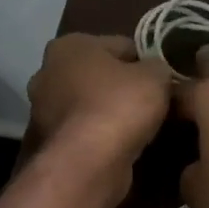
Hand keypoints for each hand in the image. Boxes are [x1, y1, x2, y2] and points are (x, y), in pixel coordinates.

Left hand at [25, 34, 171, 192]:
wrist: (90, 162)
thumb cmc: (120, 105)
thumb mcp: (156, 75)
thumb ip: (157, 66)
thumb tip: (155, 71)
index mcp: (69, 45)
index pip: (120, 45)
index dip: (146, 61)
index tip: (164, 79)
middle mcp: (48, 73)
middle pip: (100, 75)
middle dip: (123, 86)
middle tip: (154, 102)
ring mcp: (44, 110)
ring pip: (91, 104)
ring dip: (112, 112)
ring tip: (142, 125)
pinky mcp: (51, 142)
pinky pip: (86, 130)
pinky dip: (102, 134)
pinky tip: (123, 143)